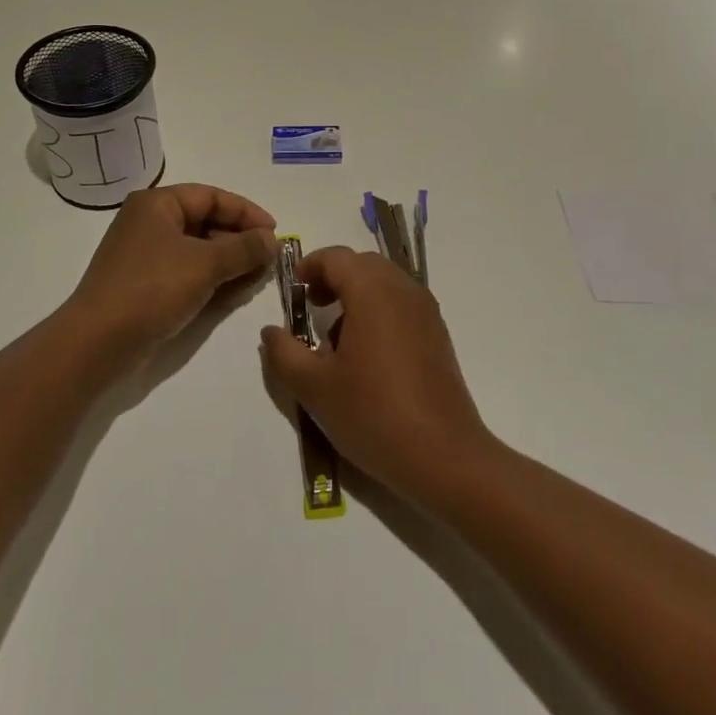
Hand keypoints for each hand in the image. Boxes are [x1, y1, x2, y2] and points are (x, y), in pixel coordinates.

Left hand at [64, 183, 276, 366]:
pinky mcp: (145, 284)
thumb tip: (272, 239)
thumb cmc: (152, 289)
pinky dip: (211, 278)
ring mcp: (145, 255)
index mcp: (157, 204)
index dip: (246, 212)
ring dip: (229, 261)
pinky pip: (187, 271)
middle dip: (240, 239)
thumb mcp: (205, 264)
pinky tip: (234, 291)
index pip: (211, 196)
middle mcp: (149, 223)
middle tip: (270, 258)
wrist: (97, 343)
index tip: (275, 232)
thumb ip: (244, 248)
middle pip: (205, 221)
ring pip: (198, 249)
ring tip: (258, 276)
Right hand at [259, 246, 491, 500]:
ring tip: (336, 338)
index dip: (310, 266)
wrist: (444, 457)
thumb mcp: (314, 388)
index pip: (336, 257)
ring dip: (357, 294)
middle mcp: (403, 291)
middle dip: (333, 277)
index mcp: (372, 292)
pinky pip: (402, 304)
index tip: (294, 291)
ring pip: (385, 283)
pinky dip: (379, 310)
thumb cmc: (373, 414)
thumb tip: (271, 331)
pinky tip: (367, 355)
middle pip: (363, 264)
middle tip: (311, 307)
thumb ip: (284, 353)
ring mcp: (426, 312)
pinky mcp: (438, 335)